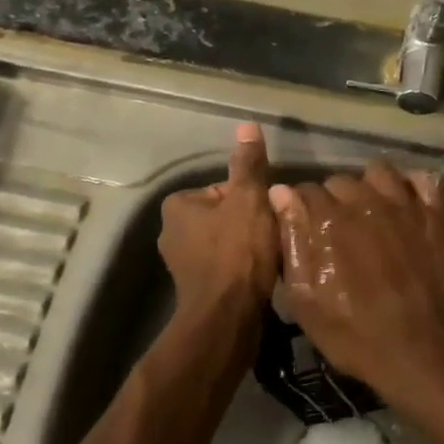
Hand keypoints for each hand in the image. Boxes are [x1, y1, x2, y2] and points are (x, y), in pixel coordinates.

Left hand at [158, 123, 279, 331]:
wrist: (228, 319)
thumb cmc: (237, 251)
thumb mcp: (249, 199)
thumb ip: (248, 164)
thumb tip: (247, 124)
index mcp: (178, 205)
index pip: (224, 187)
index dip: (250, 198)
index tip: (265, 213)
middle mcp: (172, 232)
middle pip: (226, 214)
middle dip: (250, 223)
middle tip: (271, 234)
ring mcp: (182, 263)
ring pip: (227, 241)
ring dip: (249, 246)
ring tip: (270, 256)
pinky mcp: (196, 289)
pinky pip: (226, 265)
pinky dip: (243, 267)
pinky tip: (261, 274)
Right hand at [267, 160, 443, 412]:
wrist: (424, 354)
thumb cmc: (356, 335)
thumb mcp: (306, 301)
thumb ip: (291, 241)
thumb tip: (280, 193)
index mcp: (329, 219)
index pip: (304, 191)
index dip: (301, 210)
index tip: (305, 230)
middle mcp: (365, 201)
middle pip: (340, 180)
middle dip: (333, 200)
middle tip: (337, 231)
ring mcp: (405, 205)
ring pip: (379, 172)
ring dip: (369, 186)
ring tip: (370, 211)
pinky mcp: (436, 215)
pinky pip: (425, 179)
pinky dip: (414, 184)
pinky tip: (407, 202)